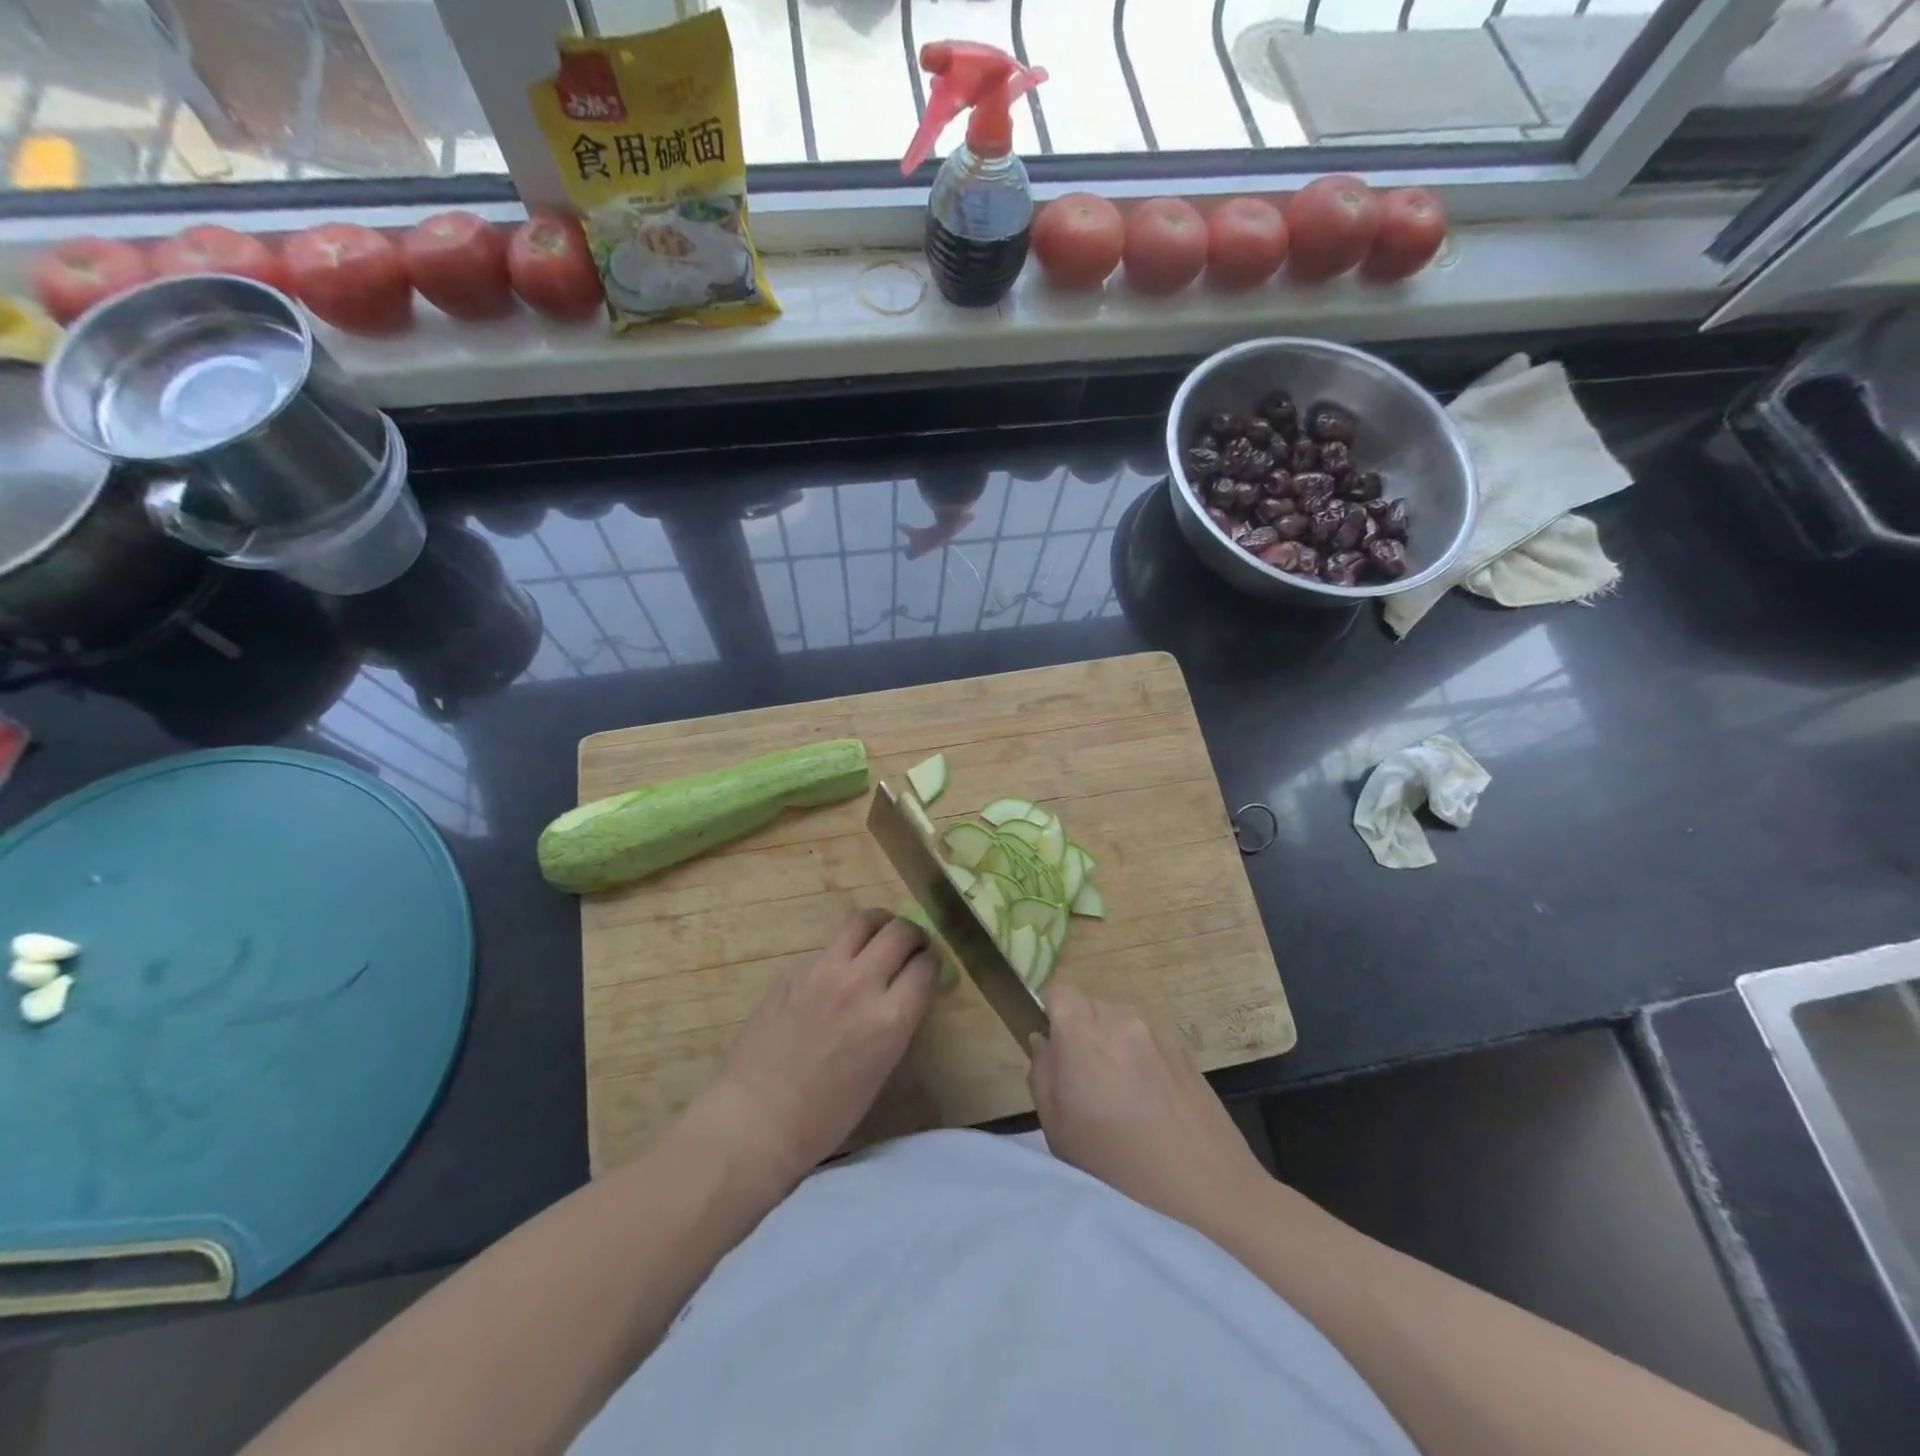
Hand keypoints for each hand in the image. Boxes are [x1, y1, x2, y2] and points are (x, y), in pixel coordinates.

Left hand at [702, 910, 936, 1191]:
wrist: (756, 1117)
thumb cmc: (825, 1116)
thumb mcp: (880, 1070)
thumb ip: (897, 1023)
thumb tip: (905, 993)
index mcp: (890, 1018)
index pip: (926, 965)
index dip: (931, 963)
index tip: (927, 968)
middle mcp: (861, 984)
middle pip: (900, 932)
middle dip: (913, 935)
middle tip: (910, 947)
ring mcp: (824, 971)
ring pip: (863, 920)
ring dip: (881, 925)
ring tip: (879, 938)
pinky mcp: (795, 969)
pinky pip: (830, 945)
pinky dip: (844, 950)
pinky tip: (837, 973)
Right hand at [1029, 984, 1267, 1244]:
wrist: (1205, 1189)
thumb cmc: (1117, 1164)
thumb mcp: (1057, 1128)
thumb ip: (1042, 1073)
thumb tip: (1044, 1041)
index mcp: (1083, 1031)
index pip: (1058, 990)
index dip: (1051, 1014)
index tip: (1055, 1049)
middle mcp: (1120, 1018)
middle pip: (1090, 1004)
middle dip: (1080, 1029)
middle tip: (1084, 1077)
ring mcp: (1156, 1031)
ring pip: (1119, 1020)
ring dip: (1111, 1042)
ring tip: (1119, 1092)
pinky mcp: (1183, 1050)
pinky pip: (1146, 1038)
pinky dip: (1139, 1056)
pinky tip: (1149, 1100)